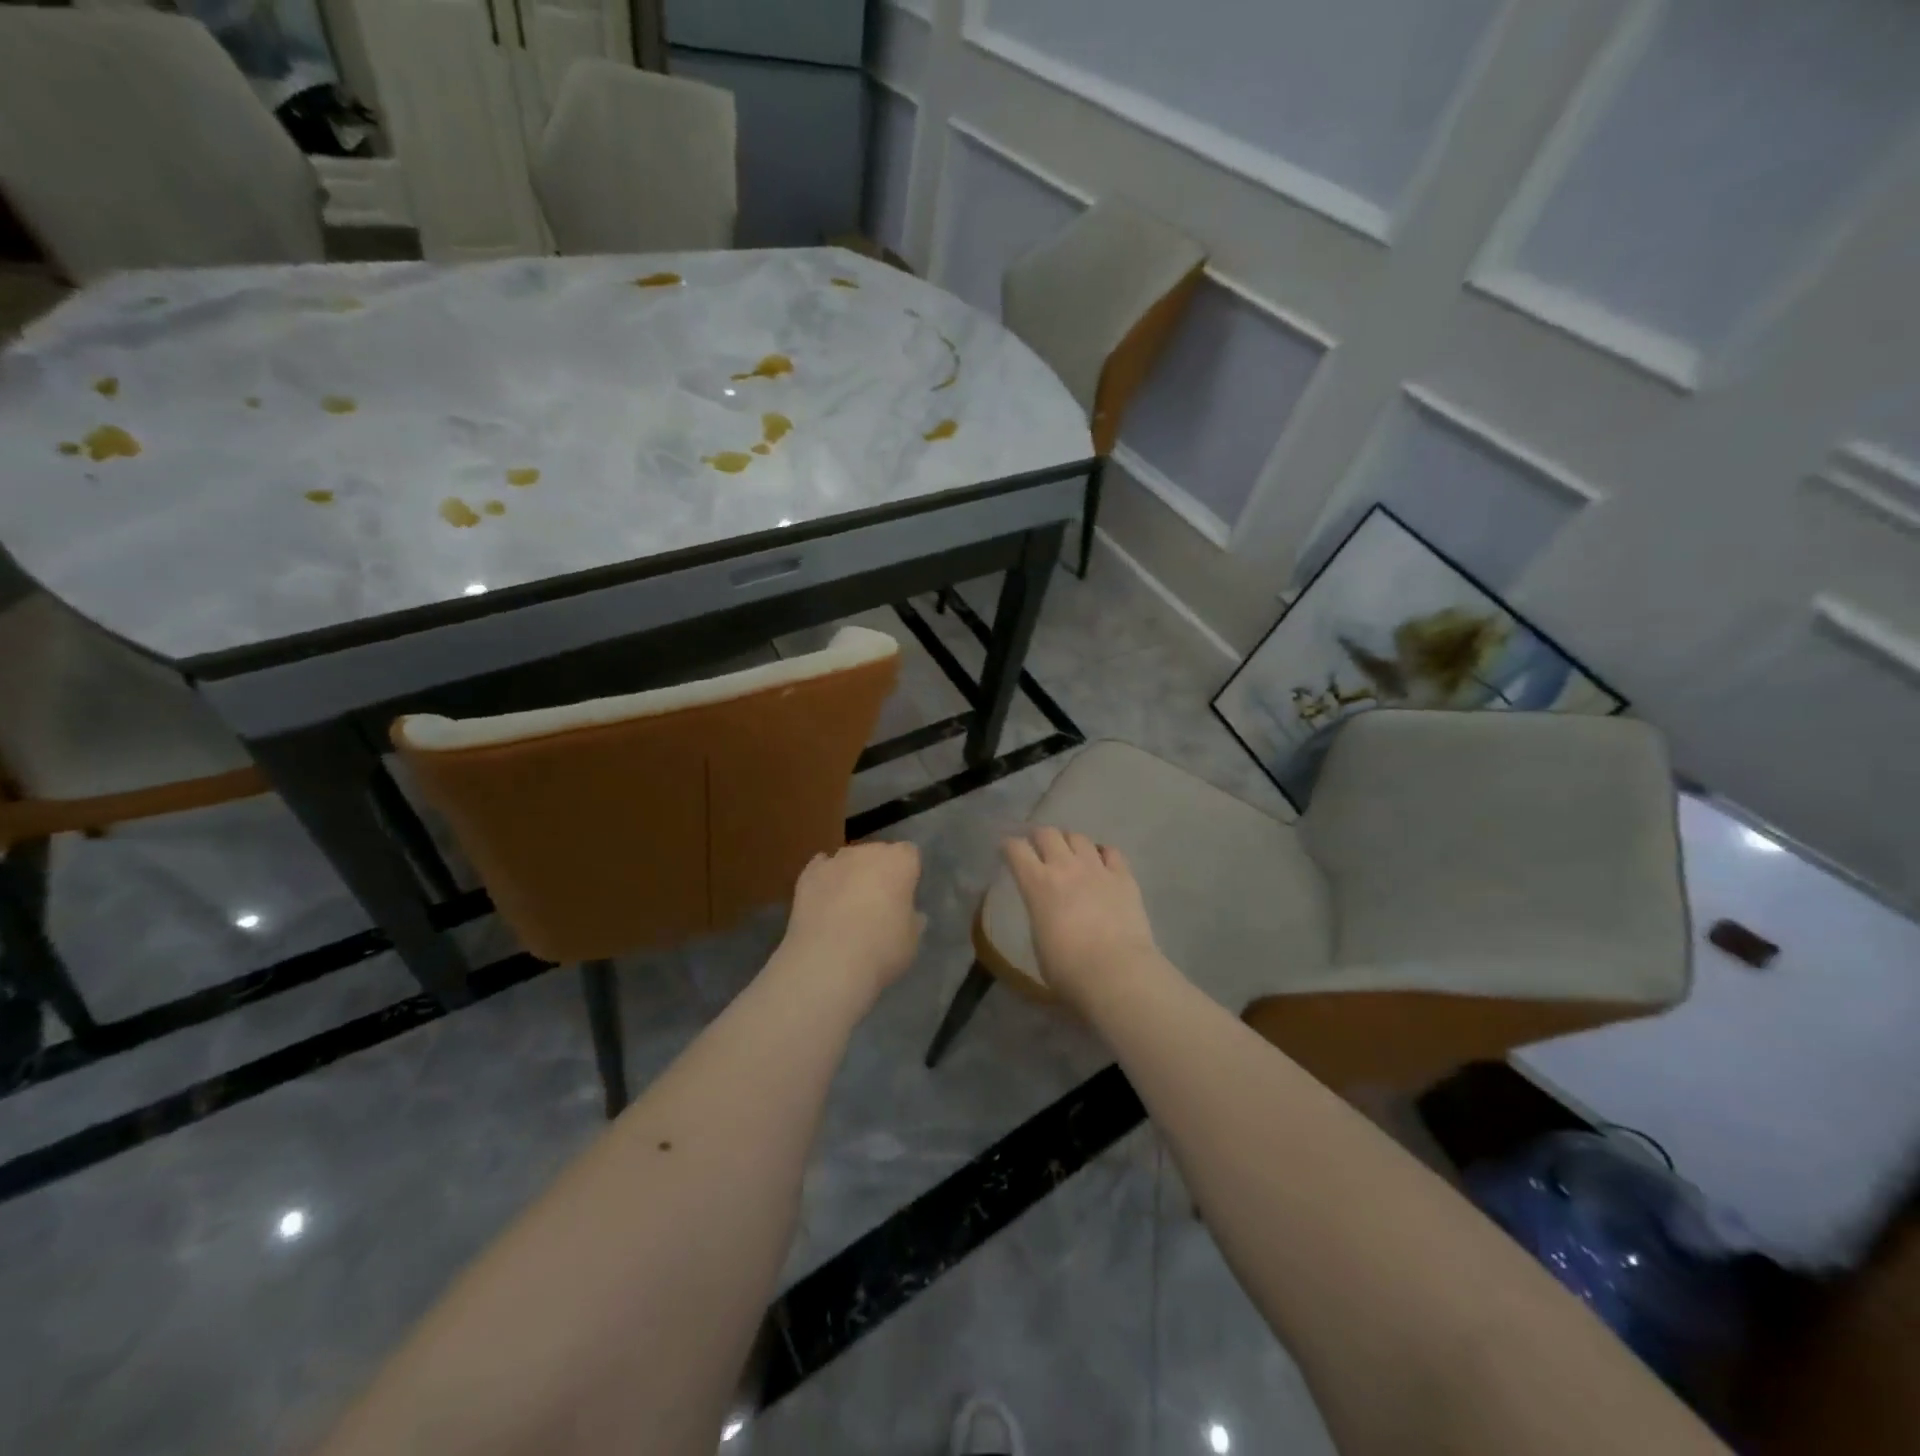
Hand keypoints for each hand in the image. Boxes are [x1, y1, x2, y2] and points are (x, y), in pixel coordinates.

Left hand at [779, 841, 925, 1002]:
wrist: (828, 962)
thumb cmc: (882, 949)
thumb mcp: (912, 940)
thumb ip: (912, 919)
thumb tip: (908, 913)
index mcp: (900, 861)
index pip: (910, 854)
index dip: (908, 873)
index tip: (905, 896)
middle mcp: (868, 851)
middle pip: (877, 853)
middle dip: (879, 871)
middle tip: (878, 903)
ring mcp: (834, 860)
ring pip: (848, 860)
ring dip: (850, 875)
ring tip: (847, 907)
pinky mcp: (807, 875)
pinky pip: (820, 869)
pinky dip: (824, 881)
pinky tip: (824, 901)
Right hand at [1003, 828, 1162, 1007]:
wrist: (1116, 973)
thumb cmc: (1068, 969)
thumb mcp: (1038, 941)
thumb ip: (1039, 914)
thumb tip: (1046, 909)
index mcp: (1037, 884)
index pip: (1016, 849)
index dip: (1009, 846)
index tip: (1007, 852)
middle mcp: (1065, 867)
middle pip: (1047, 833)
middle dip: (1039, 837)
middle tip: (1039, 848)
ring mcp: (1097, 868)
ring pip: (1079, 837)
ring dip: (1070, 842)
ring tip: (1071, 853)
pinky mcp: (1124, 877)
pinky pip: (1112, 852)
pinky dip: (1102, 854)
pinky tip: (1102, 863)